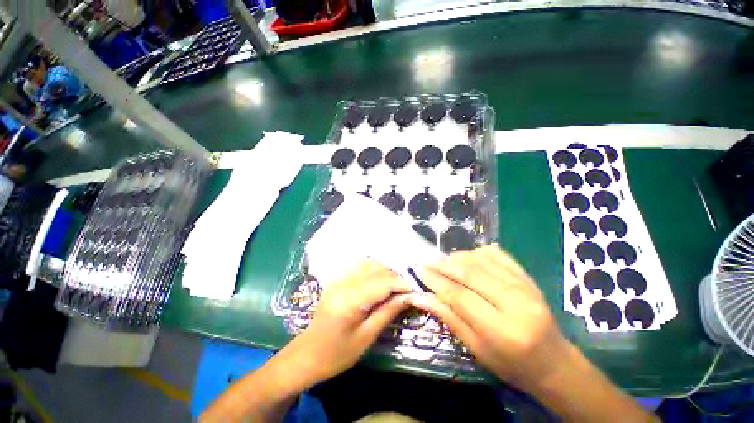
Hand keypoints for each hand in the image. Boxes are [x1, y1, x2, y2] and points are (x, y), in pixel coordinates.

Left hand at [284, 260, 413, 385]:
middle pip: (375, 269)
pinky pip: (359, 267)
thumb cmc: (337, 354)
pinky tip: (380, 281)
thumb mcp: (366, 337)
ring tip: (395, 285)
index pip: (382, 283)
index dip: (401, 284)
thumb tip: (409, 296)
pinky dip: (374, 270)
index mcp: (349, 300)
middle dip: (395, 276)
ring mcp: (338, 279)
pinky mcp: (337, 279)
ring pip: (368, 264)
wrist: (306, 355)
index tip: (416, 289)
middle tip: (407, 289)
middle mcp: (343, 283)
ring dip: (384, 271)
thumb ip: (388, 312)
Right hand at [410, 244, 571, 389]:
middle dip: (443, 265)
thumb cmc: (512, 364)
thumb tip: (420, 297)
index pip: (460, 296)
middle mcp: (516, 303)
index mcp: (502, 330)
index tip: (419, 271)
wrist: (555, 362)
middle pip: (470, 273)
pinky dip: (477, 252)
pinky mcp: (528, 277)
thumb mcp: (476, 349)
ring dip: (457, 257)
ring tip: (443, 261)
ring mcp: (525, 286)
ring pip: (481, 260)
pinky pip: (498, 255)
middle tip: (427, 262)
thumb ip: (449, 318)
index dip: (436, 281)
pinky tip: (467, 257)